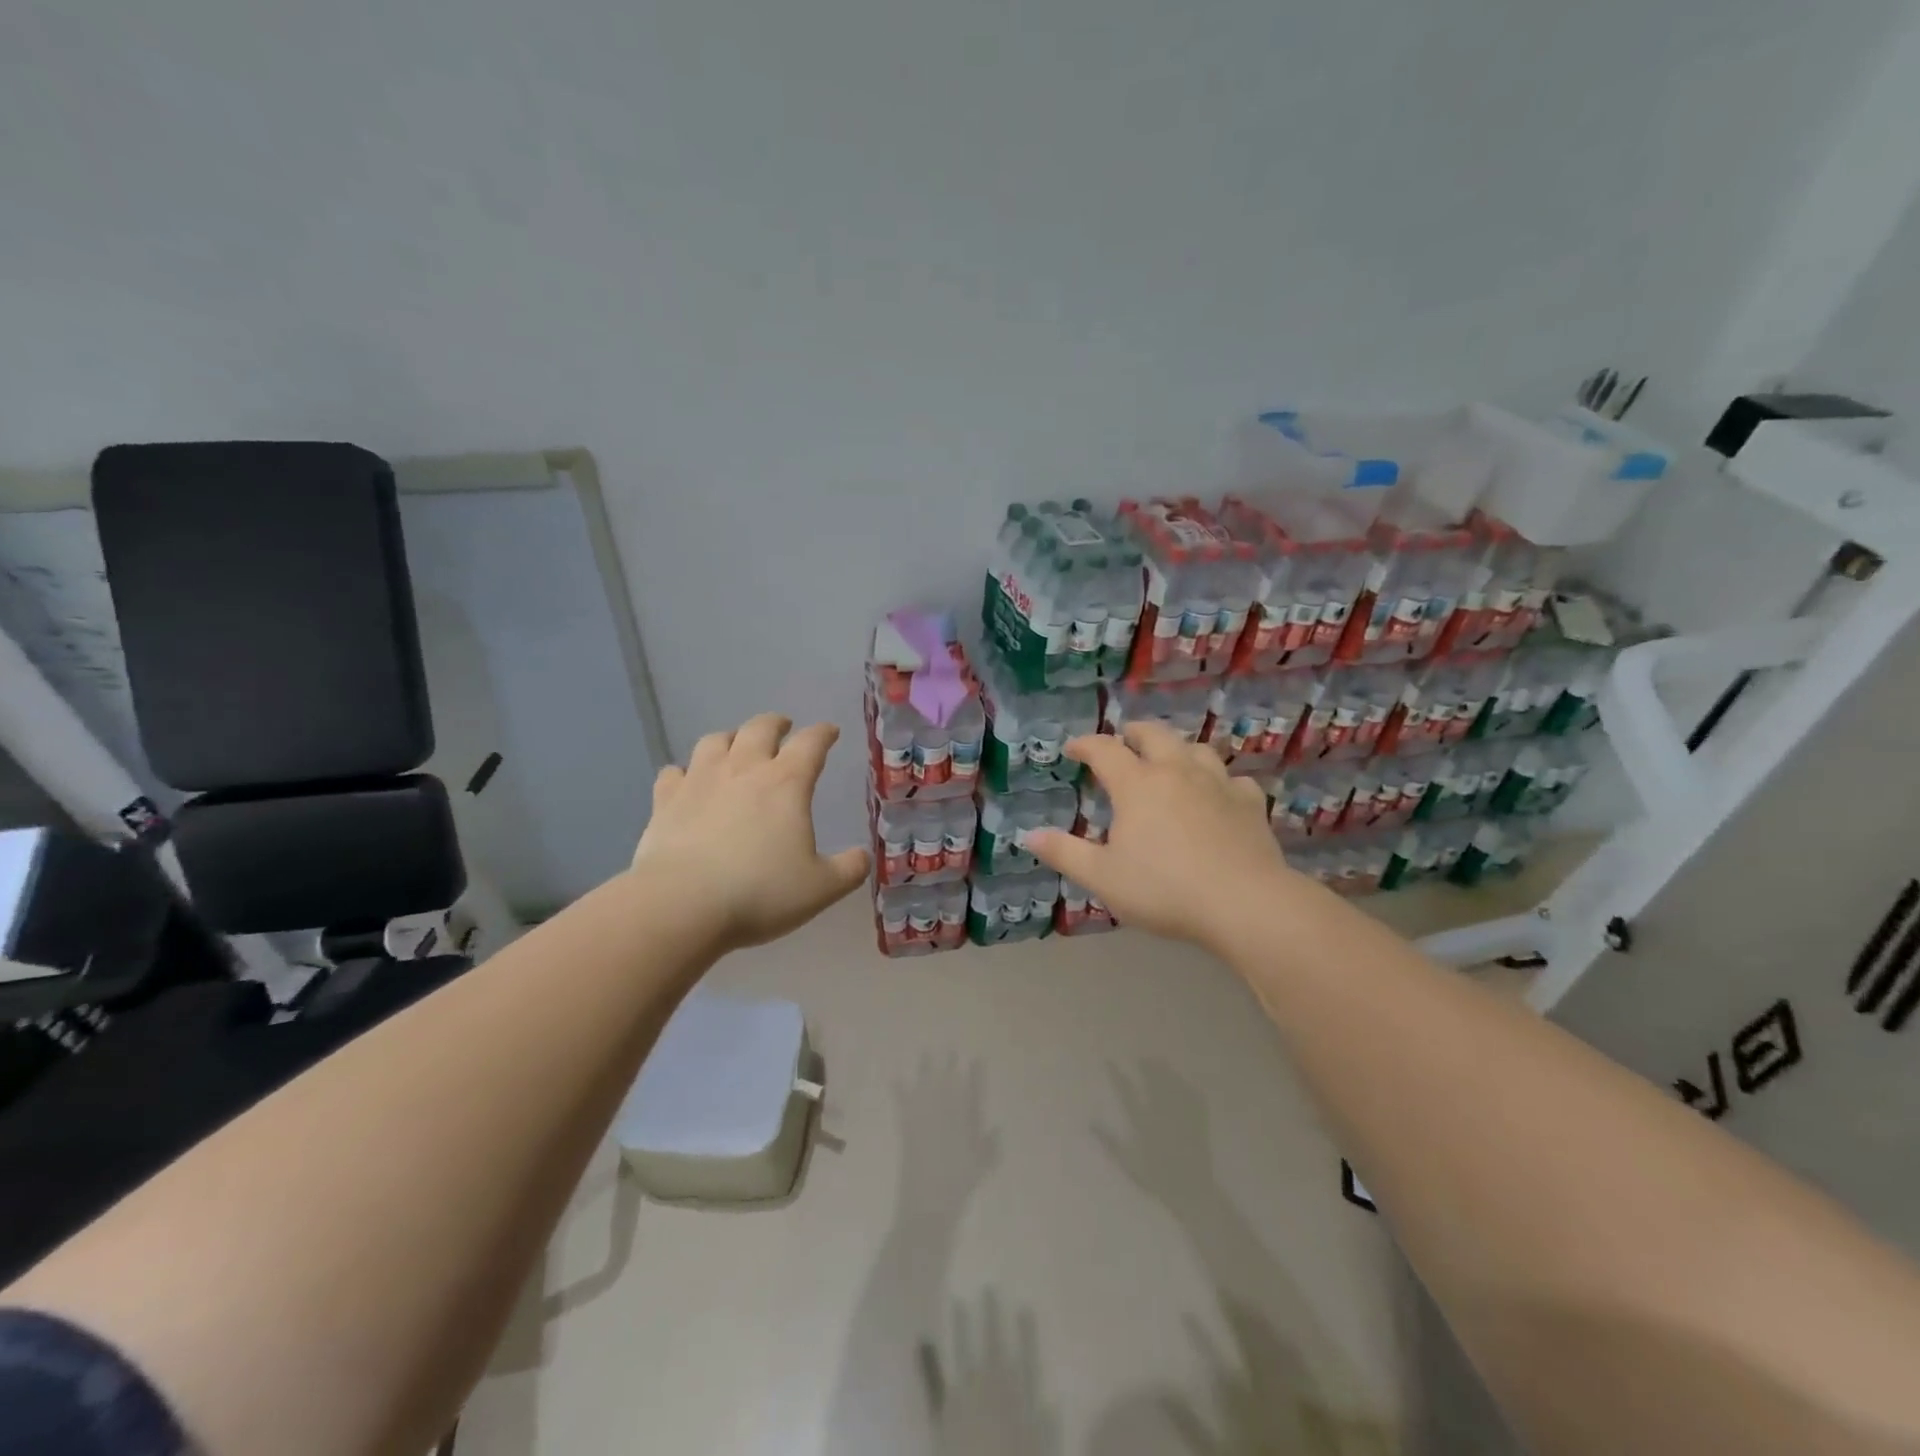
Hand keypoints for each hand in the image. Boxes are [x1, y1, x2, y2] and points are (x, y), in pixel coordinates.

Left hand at [632, 713, 869, 950]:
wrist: (682, 904)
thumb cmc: (760, 892)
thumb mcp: (820, 888)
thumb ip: (848, 870)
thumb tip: (863, 857)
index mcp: (787, 783)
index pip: (811, 743)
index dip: (823, 734)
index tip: (830, 731)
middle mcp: (743, 769)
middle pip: (760, 728)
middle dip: (775, 723)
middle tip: (783, 727)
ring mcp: (700, 781)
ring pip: (714, 741)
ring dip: (730, 738)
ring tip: (735, 746)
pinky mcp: (665, 801)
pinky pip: (673, 773)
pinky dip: (685, 772)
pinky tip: (686, 781)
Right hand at [1025, 722, 1298, 951]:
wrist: (1244, 903)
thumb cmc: (1164, 889)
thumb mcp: (1103, 877)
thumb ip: (1065, 853)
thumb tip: (1028, 836)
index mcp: (1137, 785)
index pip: (1105, 750)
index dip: (1085, 745)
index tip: (1073, 748)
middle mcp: (1177, 772)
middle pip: (1154, 735)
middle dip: (1133, 733)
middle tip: (1124, 739)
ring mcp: (1218, 784)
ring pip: (1196, 749)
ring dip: (1177, 749)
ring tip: (1170, 760)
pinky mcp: (1250, 803)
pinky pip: (1233, 779)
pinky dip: (1219, 780)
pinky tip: (1218, 793)